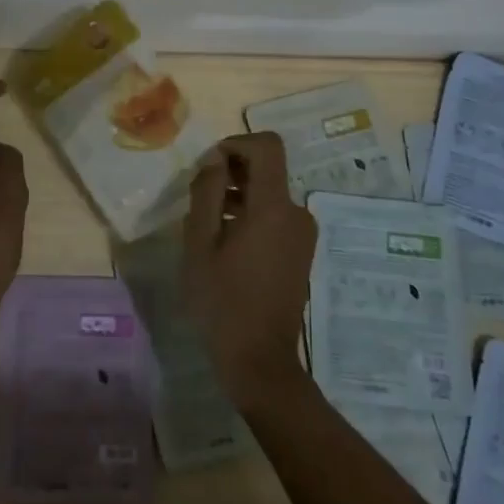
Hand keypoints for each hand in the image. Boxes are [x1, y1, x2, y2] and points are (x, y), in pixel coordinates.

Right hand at [182, 131, 316, 409]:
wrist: (259, 360)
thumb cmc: (222, 300)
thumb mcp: (200, 242)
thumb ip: (208, 192)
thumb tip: (216, 160)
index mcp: (274, 207)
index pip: (267, 146)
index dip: (236, 143)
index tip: (210, 165)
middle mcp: (297, 213)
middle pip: (268, 169)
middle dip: (232, 172)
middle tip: (200, 199)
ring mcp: (303, 234)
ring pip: (269, 194)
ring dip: (239, 196)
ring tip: (208, 224)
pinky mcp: (301, 252)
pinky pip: (276, 216)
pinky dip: (251, 215)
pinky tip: (226, 244)